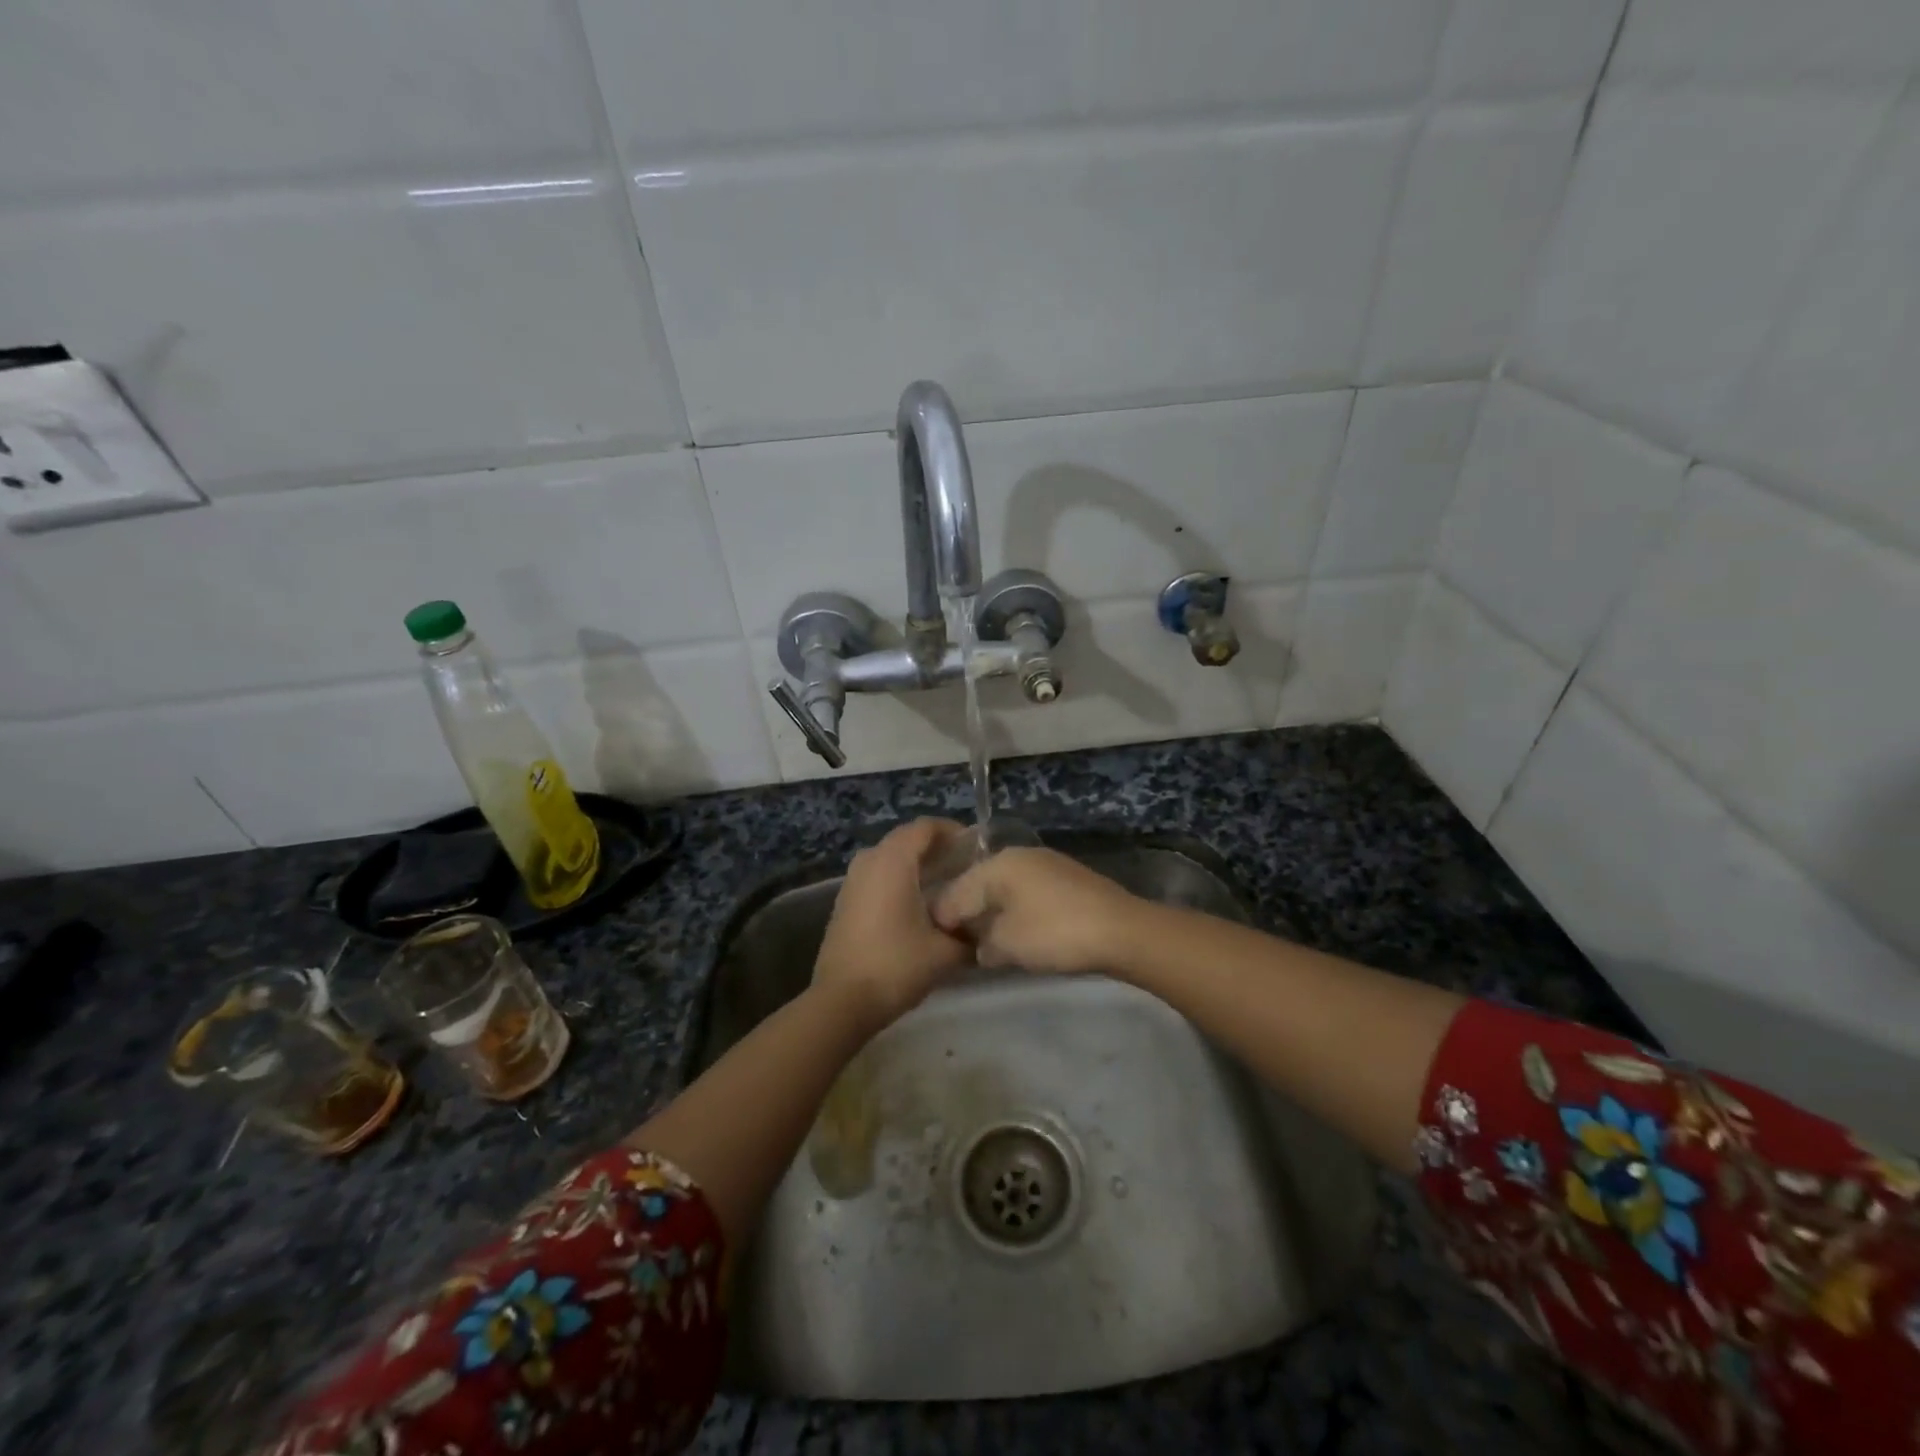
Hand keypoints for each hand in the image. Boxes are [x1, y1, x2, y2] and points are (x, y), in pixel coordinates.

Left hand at [811, 819, 972, 1031]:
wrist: (842, 1002)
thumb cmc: (896, 966)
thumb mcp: (946, 952)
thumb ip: (970, 934)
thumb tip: (984, 928)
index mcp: (893, 861)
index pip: (926, 827)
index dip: (953, 831)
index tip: (977, 847)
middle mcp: (870, 861)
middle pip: (908, 840)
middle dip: (938, 849)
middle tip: (968, 867)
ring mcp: (853, 881)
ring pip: (891, 859)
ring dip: (919, 866)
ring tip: (949, 885)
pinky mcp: (846, 902)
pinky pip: (879, 877)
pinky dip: (901, 880)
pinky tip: (921, 906)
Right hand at [931, 847, 1145, 975]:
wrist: (1122, 931)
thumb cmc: (1055, 933)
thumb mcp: (1007, 945)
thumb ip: (983, 945)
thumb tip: (981, 947)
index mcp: (998, 863)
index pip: (956, 891)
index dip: (944, 920)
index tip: (937, 946)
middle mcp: (1019, 855)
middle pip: (980, 885)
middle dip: (969, 914)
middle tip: (961, 946)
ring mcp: (1046, 865)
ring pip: (1005, 889)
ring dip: (995, 914)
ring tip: (989, 943)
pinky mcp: (1067, 880)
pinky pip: (1028, 895)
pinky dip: (1019, 913)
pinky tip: (1021, 934)